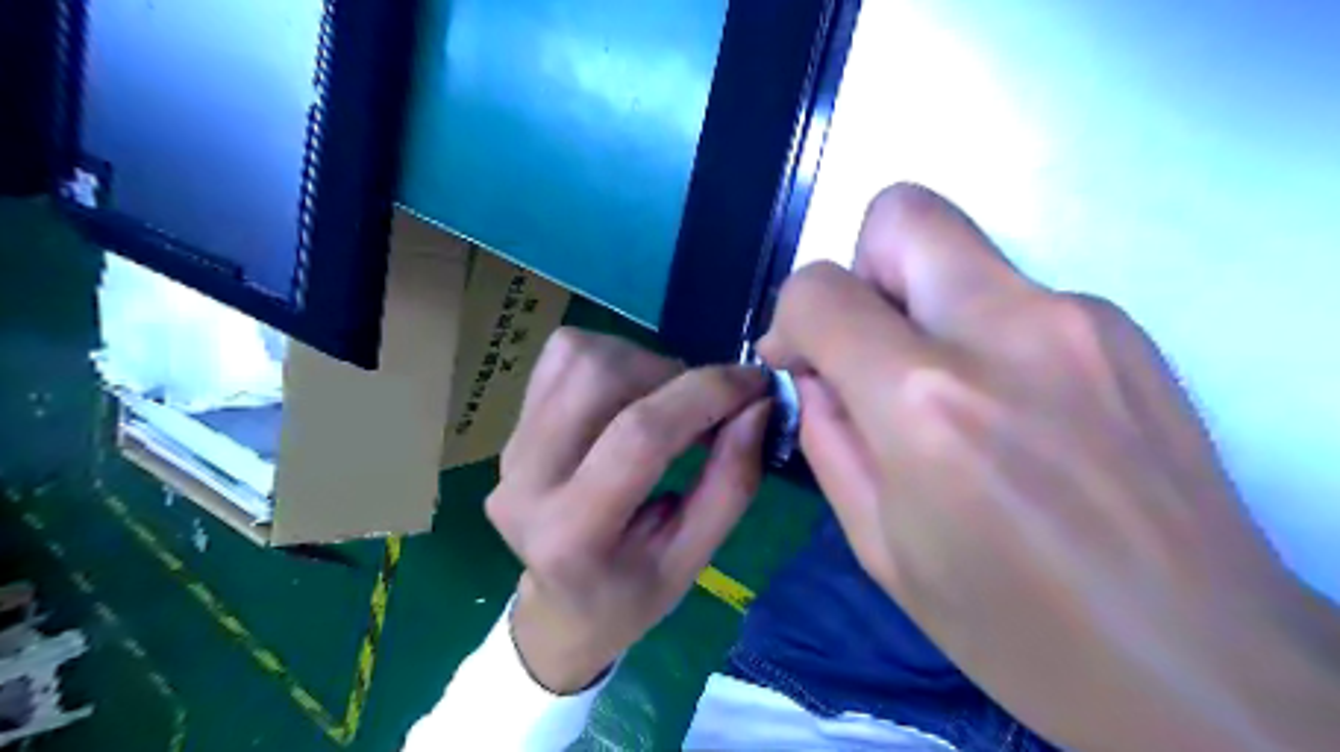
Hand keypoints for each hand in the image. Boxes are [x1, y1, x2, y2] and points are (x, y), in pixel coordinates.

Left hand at [487, 330, 768, 693]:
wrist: (560, 607)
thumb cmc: (631, 595)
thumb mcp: (693, 560)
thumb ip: (732, 482)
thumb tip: (758, 405)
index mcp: (571, 534)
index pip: (640, 435)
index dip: (706, 395)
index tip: (754, 384)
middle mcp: (526, 480)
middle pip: (601, 376)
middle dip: (672, 375)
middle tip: (705, 407)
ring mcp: (511, 446)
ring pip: (581, 355)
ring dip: (643, 364)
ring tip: (668, 404)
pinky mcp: (512, 424)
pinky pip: (564, 355)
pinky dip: (614, 358)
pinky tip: (631, 397)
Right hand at [757, 184, 1332, 747]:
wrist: (1200, 666)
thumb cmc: (1014, 626)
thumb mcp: (879, 546)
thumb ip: (828, 437)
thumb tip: (817, 371)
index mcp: (927, 402)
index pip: (820, 289)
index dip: (791, 317)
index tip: (799, 360)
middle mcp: (1005, 331)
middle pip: (903, 215)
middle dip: (861, 268)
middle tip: (868, 346)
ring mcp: (1080, 318)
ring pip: (961, 253)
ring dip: (923, 307)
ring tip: (943, 399)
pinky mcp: (1126, 329)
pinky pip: (1015, 295)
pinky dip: (981, 333)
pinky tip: (1008, 414)